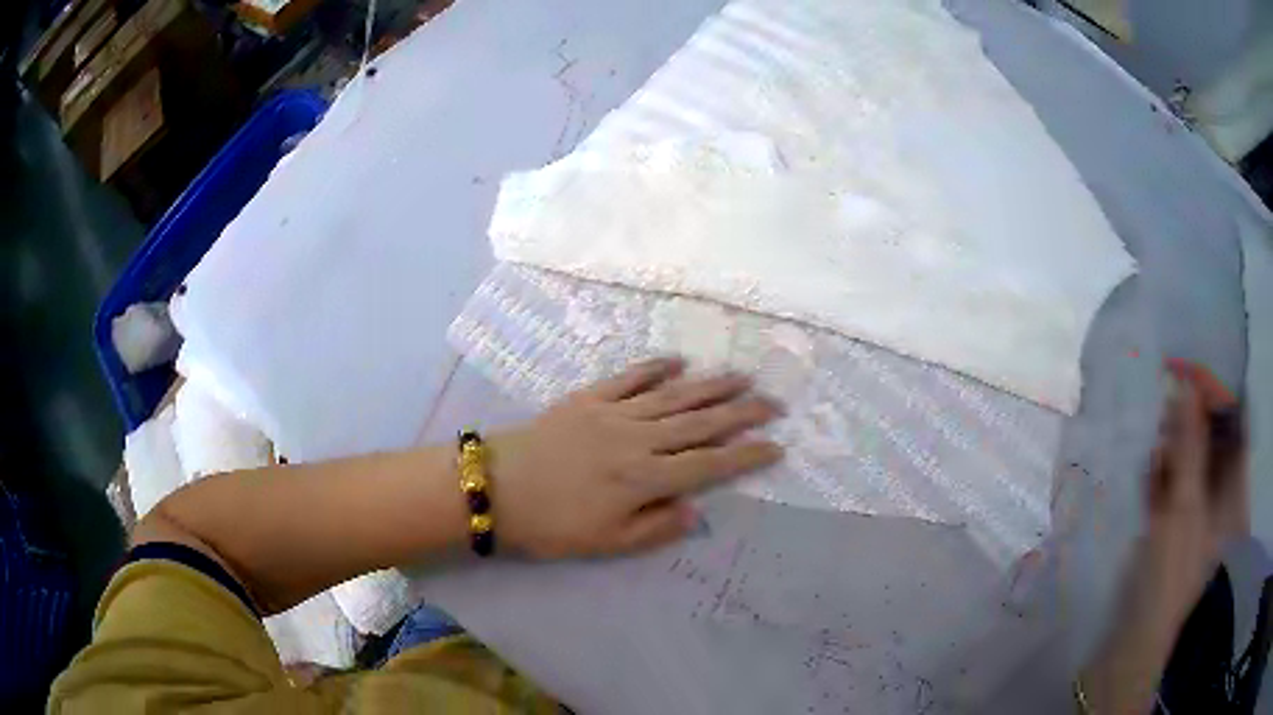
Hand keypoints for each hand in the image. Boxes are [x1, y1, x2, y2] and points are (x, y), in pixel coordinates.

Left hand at [489, 358, 783, 557]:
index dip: (746, 455)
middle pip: (700, 423)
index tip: (776, 446)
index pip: (709, 464)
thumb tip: (697, 510)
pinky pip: (630, 377)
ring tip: (742, 376)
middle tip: (774, 403)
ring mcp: (614, 413)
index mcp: (645, 479)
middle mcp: (638, 439)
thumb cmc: (551, 525)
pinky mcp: (589, 398)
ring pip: (674, 396)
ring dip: (711, 386)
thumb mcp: (606, 543)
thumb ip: (656, 528)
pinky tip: (678, 361)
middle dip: (742, 412)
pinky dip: (656, 367)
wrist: (495, 488)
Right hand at [1078, 359, 1248, 714]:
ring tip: (1151, 425)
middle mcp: (1217, 497)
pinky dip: (1159, 468)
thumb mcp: (1183, 507)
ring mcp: (1193, 513)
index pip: (1234, 427)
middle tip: (1166, 392)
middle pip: (1212, 441)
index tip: (1192, 369)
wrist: (1131, 640)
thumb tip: (1187, 382)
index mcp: (1231, 493)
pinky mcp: (1170, 525)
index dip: (1218, 394)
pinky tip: (1144, 460)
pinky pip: (1170, 483)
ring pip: (1189, 461)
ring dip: (1172, 441)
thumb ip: (1189, 445)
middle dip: (1191, 415)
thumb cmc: (1168, 576)